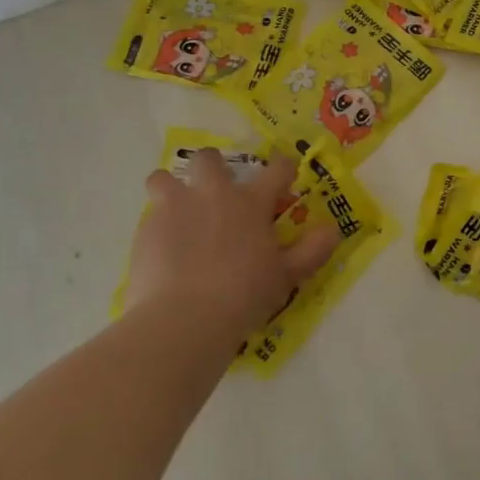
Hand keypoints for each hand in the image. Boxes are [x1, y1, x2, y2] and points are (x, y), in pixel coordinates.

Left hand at [128, 150, 339, 340]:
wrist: (183, 320)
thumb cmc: (243, 296)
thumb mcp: (287, 276)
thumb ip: (312, 250)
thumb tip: (333, 229)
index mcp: (250, 202)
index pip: (276, 169)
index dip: (284, 168)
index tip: (285, 175)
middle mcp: (211, 194)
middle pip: (208, 159)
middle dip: (212, 167)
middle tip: (217, 192)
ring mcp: (174, 208)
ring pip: (163, 178)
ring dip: (171, 189)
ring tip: (178, 213)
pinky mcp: (146, 230)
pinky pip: (150, 216)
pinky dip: (158, 227)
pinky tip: (164, 251)